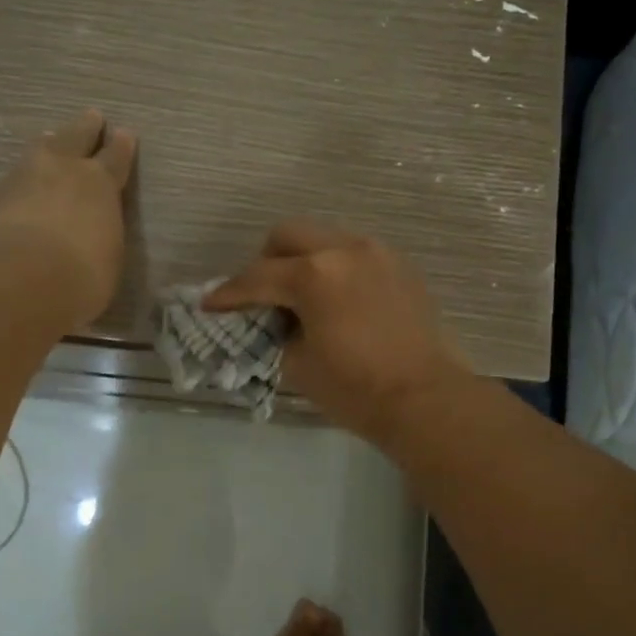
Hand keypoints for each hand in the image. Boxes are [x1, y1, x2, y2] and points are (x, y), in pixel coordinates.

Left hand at [0, 110, 136, 326]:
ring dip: (49, 145)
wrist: (18, 279)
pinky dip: (23, 178)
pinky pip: (15, 177)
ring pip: (40, 149)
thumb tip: (94, 238)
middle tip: (92, 117)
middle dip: (86, 128)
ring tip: (50, 140)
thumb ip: (102, 239)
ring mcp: (23, 177)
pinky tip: (22, 184)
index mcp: (100, 184)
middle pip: (76, 137)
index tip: (125, 134)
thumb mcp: (108, 261)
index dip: (122, 147)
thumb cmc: (81, 276)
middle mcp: (63, 169)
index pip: (116, 158)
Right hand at [207, 222, 468, 446]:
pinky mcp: (401, 268)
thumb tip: (281, 322)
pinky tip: (337, 303)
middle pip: (289, 235)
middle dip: (266, 261)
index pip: (257, 277)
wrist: (425, 399)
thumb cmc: (355, 389)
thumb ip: (279, 332)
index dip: (229, 293)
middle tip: (260, 296)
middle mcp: (345, 250)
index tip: (211, 305)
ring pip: (326, 240)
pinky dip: (336, 271)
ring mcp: (378, 254)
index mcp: (314, 274)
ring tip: (302, 299)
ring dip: (304, 262)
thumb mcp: (298, 365)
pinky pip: (356, 256)